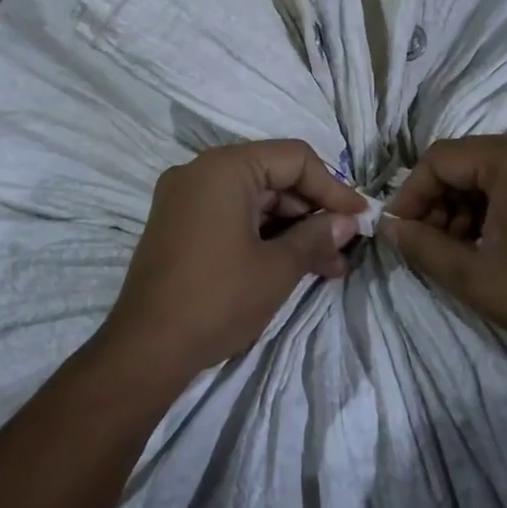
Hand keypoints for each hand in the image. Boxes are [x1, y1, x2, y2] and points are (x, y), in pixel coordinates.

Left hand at [101, 141, 366, 386]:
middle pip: (272, 177)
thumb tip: (346, 222)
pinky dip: (262, 235)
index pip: (293, 159)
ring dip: (291, 229)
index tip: (361, 218)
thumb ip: (316, 237)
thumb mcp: (277, 269)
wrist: (145, 348)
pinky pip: (230, 216)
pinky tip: (292, 264)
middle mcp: (200, 172)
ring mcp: (184, 198)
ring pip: (253, 200)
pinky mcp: (178, 225)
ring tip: (328, 267)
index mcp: (223, 168)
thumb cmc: (217, 299)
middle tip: (345, 250)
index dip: (332, 188)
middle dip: (312, 213)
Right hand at [382, 136, 506, 374]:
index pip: (442, 159)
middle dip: (439, 201)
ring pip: (493, 174)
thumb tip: (389, 228)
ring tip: (455, 249)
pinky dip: (495, 208)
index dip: (412, 193)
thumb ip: (422, 246)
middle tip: (425, 242)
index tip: (398, 229)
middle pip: (468, 162)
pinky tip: (488, 244)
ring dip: (465, 206)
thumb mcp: (474, 276)